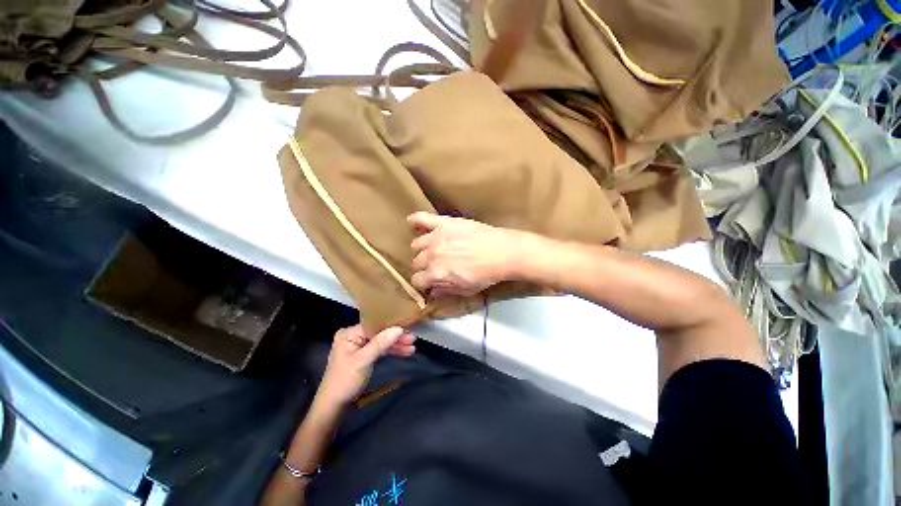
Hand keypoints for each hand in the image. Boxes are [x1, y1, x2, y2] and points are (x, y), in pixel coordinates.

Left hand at [315, 324, 415, 407]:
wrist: (334, 405)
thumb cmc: (345, 381)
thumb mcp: (363, 361)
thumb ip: (380, 343)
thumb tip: (399, 328)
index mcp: (350, 333)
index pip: (374, 325)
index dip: (391, 326)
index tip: (407, 328)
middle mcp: (354, 336)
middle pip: (379, 333)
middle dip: (396, 337)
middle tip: (413, 339)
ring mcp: (359, 346)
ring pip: (382, 341)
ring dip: (396, 345)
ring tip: (412, 347)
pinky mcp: (364, 355)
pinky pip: (380, 349)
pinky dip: (391, 351)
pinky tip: (404, 352)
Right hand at [407, 212, 525, 297]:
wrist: (503, 252)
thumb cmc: (486, 274)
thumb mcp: (466, 290)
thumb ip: (446, 290)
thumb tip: (432, 293)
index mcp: (436, 273)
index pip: (417, 280)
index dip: (423, 284)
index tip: (429, 283)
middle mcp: (432, 255)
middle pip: (416, 262)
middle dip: (424, 267)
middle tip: (436, 266)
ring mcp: (436, 236)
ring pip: (416, 244)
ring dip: (422, 250)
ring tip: (433, 250)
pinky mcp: (444, 222)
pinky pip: (422, 218)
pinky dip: (415, 221)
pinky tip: (412, 223)